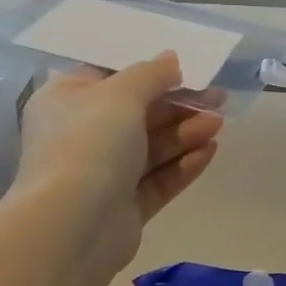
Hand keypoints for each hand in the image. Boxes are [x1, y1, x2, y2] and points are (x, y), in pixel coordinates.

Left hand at [16, 52, 224, 268]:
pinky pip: (157, 180)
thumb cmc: (89, 143)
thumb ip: (151, 74)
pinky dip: (182, 165)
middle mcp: (81, 136)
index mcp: (67, 101)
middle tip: (217, 99)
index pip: (111, 79)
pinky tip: (209, 151)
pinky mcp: (124, 207)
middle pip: (138, 114)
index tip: (186, 70)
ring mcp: (103, 174)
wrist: (73, 225)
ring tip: (218, 124)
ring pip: (152, 148)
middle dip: (179, 106)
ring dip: (186, 133)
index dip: (149, 73)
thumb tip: (170, 60)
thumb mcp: (121, 95)